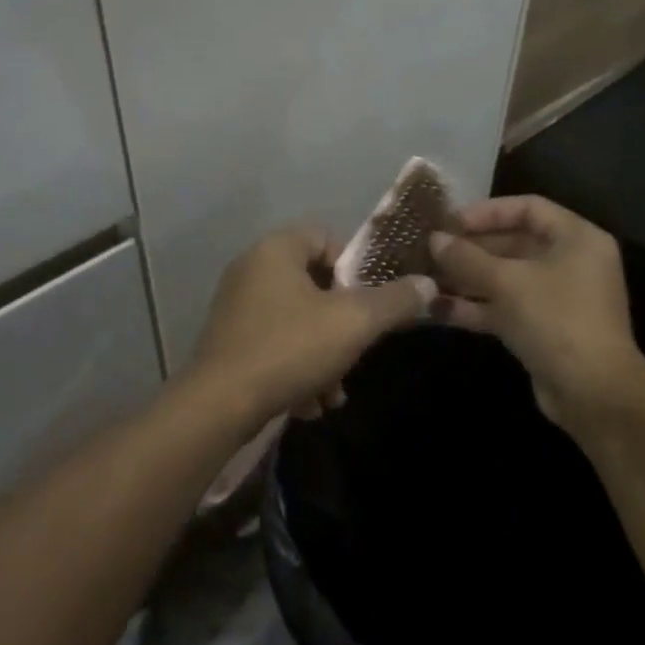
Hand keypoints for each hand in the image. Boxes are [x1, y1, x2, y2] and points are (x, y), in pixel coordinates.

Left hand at [187, 227, 431, 426]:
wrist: (217, 404)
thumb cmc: (289, 348)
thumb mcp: (353, 324)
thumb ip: (393, 301)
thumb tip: (427, 283)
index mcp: (276, 248)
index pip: (326, 238)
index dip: (353, 270)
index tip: (366, 306)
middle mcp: (251, 266)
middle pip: (314, 285)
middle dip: (340, 325)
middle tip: (354, 356)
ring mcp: (236, 303)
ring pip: (296, 320)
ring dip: (322, 355)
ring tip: (332, 396)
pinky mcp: (227, 338)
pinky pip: (273, 342)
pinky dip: (295, 367)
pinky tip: (307, 405)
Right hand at [428, 197, 644, 427]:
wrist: (595, 397)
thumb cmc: (556, 320)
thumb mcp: (507, 282)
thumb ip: (467, 257)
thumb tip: (433, 239)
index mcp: (576, 239)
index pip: (527, 208)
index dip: (486, 212)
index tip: (450, 221)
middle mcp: (569, 262)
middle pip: (512, 243)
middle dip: (470, 248)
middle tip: (430, 249)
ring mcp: (556, 297)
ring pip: (504, 277)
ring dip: (466, 277)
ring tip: (425, 276)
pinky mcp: (543, 328)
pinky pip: (504, 306)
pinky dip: (474, 306)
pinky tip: (437, 307)